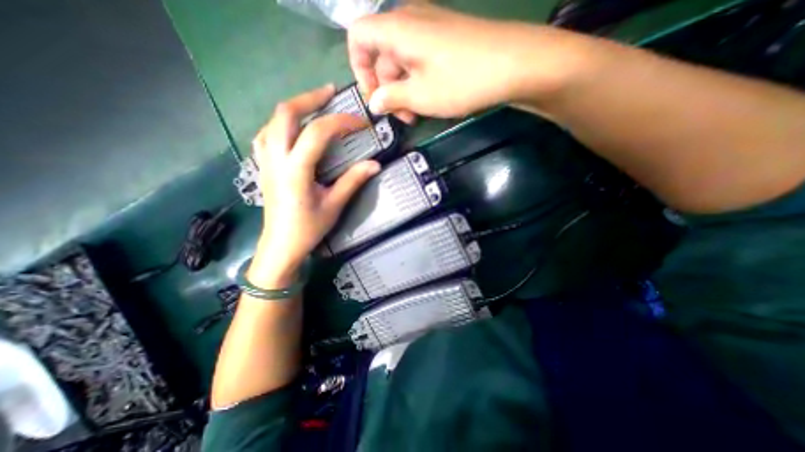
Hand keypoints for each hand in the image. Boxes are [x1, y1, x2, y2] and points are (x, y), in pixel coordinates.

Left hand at [249, 85, 380, 285]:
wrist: (280, 246)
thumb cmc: (307, 229)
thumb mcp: (334, 205)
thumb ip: (353, 181)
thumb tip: (375, 164)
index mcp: (295, 170)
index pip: (318, 133)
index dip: (342, 122)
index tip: (362, 123)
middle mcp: (276, 158)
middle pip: (286, 113)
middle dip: (310, 98)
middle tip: (331, 93)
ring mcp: (265, 160)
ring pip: (273, 120)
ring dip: (295, 108)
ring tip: (315, 106)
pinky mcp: (263, 165)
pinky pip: (267, 134)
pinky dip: (283, 123)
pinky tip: (295, 128)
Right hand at [349, 3, 582, 118]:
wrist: (516, 64)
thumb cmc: (462, 80)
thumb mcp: (420, 96)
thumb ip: (391, 98)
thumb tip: (374, 103)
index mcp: (397, 29)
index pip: (358, 38)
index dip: (359, 70)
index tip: (374, 98)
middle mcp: (410, 21)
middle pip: (381, 54)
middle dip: (387, 90)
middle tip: (402, 118)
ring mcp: (430, 28)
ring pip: (402, 60)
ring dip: (403, 90)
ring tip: (416, 116)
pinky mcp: (445, 39)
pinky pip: (419, 59)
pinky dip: (417, 81)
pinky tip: (428, 101)